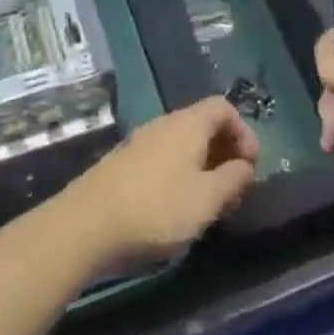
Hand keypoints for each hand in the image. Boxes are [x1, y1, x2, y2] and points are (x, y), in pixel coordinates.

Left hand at [61, 96, 259, 271]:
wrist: (83, 226)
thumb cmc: (155, 209)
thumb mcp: (207, 199)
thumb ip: (234, 179)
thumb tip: (245, 166)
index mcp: (188, 124)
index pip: (224, 107)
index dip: (244, 132)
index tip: (250, 166)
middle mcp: (163, 124)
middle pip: (203, 125)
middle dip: (225, 152)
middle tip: (233, 188)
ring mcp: (139, 143)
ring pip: (182, 144)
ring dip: (203, 167)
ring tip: (207, 202)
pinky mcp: (122, 165)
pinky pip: (162, 159)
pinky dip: (179, 175)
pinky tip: (175, 208)